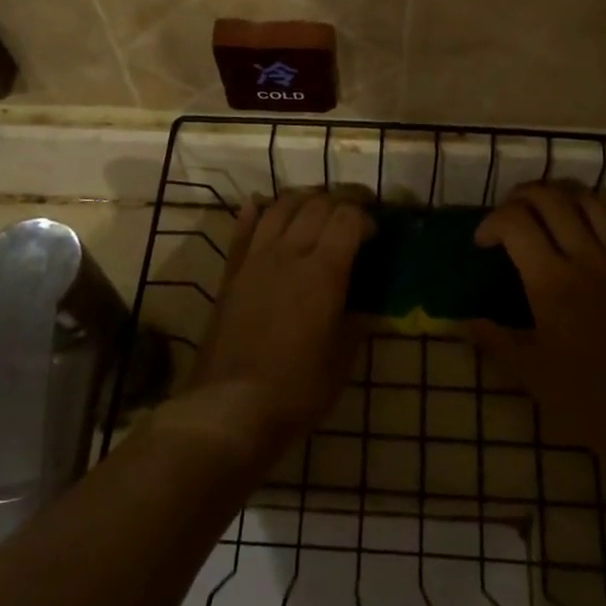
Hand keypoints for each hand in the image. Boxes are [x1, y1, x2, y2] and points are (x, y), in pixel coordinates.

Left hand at [182, 189, 374, 453]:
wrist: (231, 406)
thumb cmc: (297, 389)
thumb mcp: (341, 360)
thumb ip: (355, 323)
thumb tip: (365, 304)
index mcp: (324, 273)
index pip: (347, 219)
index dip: (365, 216)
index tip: (375, 232)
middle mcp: (290, 254)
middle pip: (316, 205)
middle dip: (340, 201)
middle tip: (353, 214)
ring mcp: (256, 259)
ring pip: (280, 207)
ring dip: (302, 199)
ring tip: (315, 206)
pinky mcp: (232, 272)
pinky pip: (243, 228)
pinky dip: (256, 211)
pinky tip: (262, 205)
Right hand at [469, 183, 605, 459]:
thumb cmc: (584, 398)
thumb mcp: (529, 373)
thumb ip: (494, 340)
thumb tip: (465, 321)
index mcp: (551, 282)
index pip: (514, 221)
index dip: (491, 223)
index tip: (482, 244)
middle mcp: (585, 259)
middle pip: (550, 198)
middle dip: (521, 197)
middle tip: (509, 219)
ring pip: (590, 201)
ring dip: (561, 198)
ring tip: (545, 215)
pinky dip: (604, 218)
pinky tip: (590, 235)